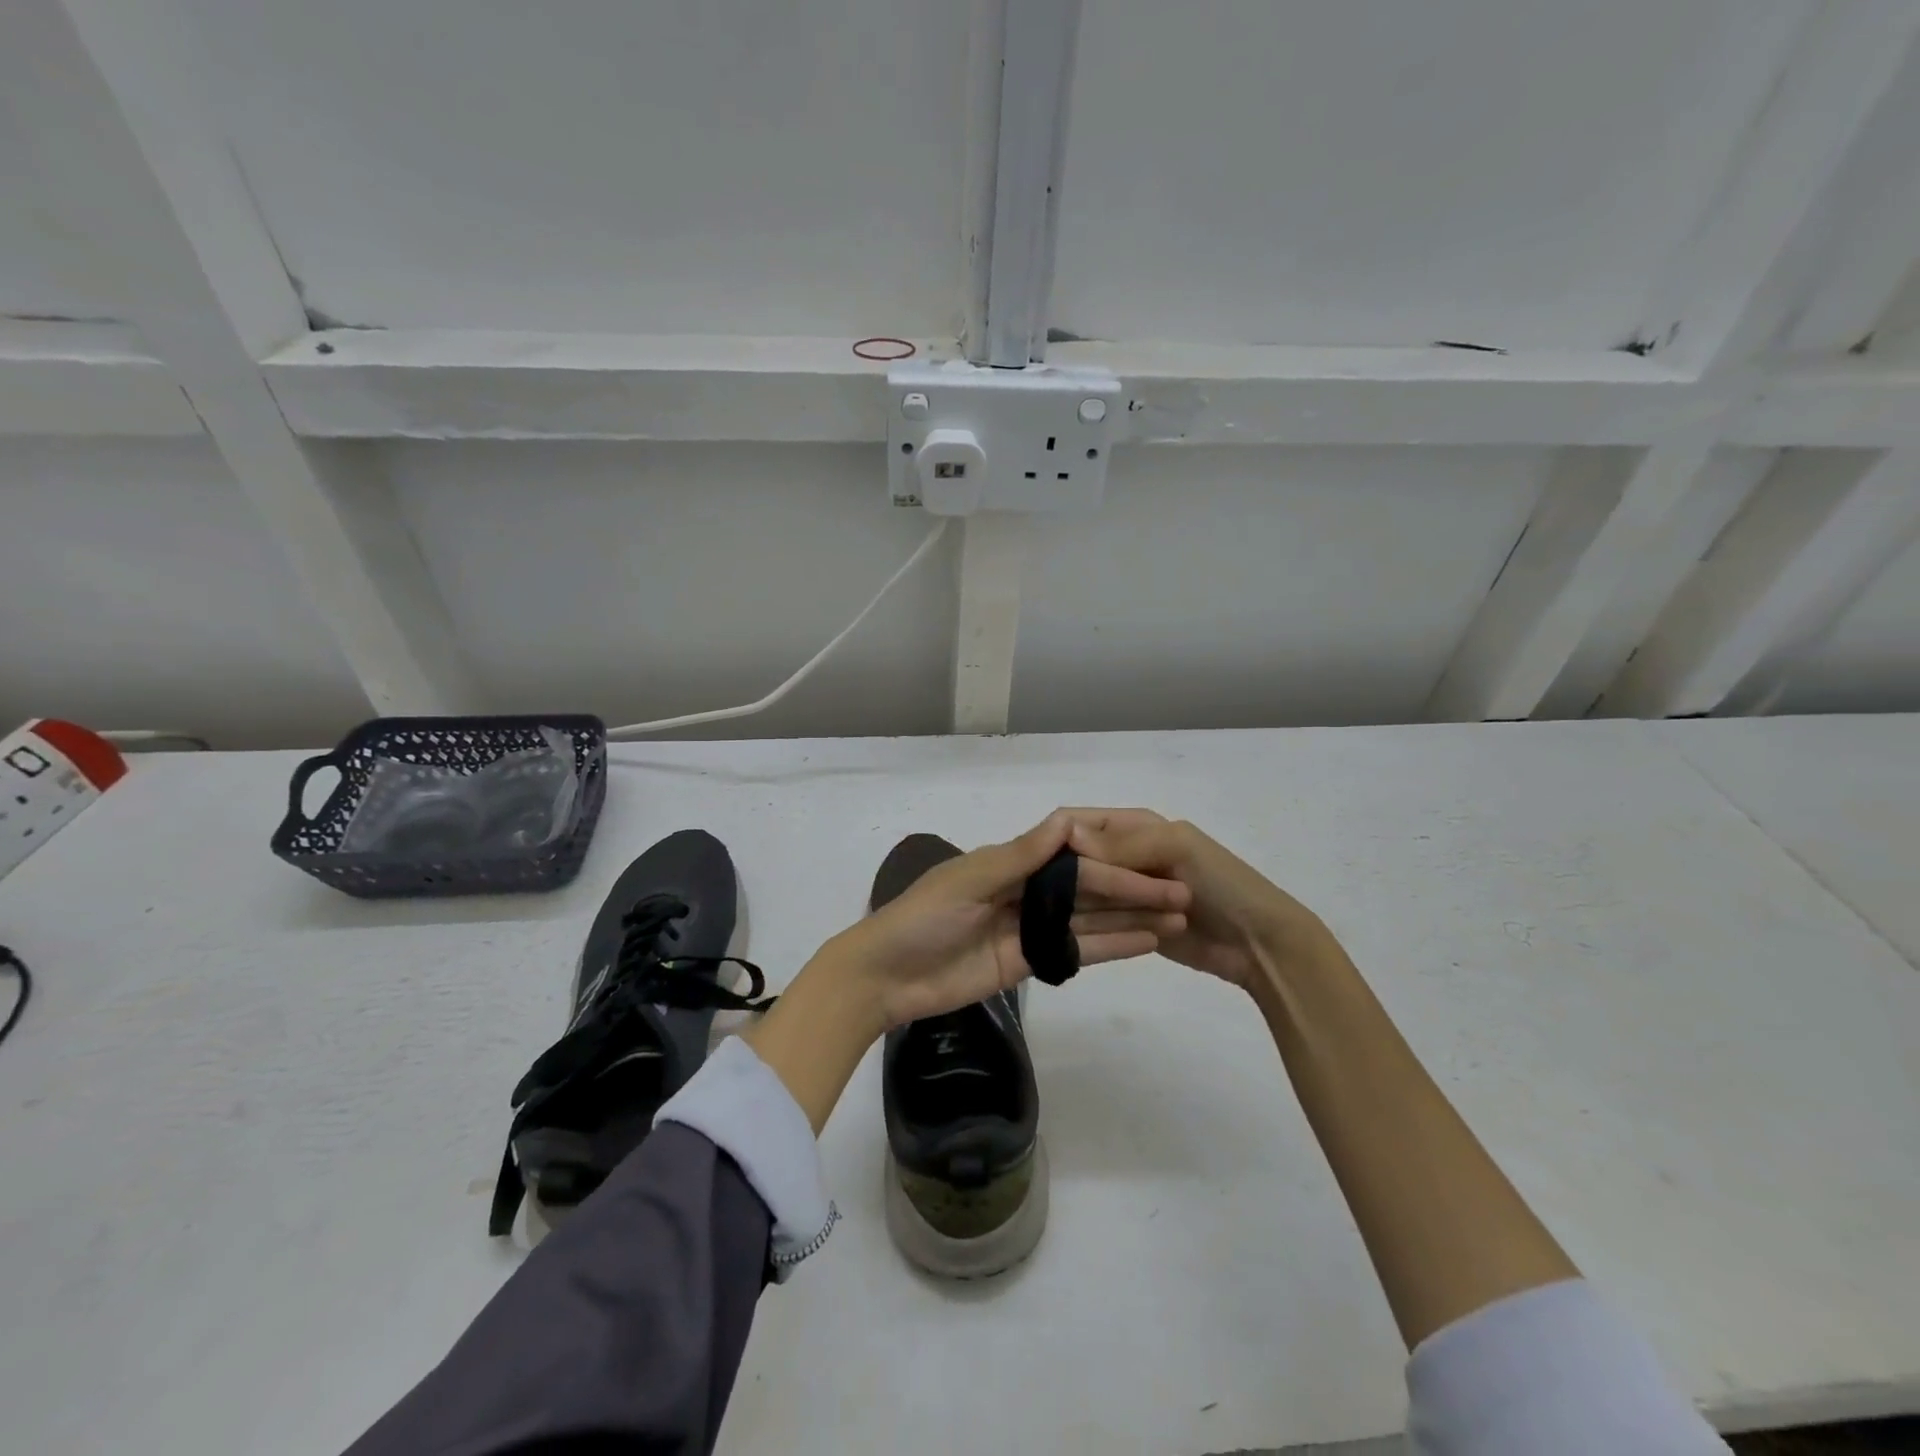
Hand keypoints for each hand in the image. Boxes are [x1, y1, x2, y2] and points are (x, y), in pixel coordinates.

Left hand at [839, 811, 1190, 1029]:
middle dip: (1134, 891)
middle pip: (1089, 889)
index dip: (1115, 861)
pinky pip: (1074, 952)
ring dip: (1131, 919)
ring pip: (1089, 920)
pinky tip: (1147, 943)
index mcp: (1010, 862)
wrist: (884, 978)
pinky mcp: (1027, 962)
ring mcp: (1028, 928)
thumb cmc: (921, 919)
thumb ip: (1020, 856)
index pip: (1074, 857)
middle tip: (1183, 896)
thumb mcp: (968, 883)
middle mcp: (1025, 890)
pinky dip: (1109, 947)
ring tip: (1177, 918)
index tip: (1156, 863)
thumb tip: (1067, 820)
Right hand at [1063, 809, 1337, 990]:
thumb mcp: (1177, 849)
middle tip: (1047, 897)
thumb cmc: (1223, 884)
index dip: (1058, 836)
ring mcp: (1124, 892)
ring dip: (1080, 904)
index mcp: (1134, 826)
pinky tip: (1080, 935)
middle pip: (1077, 858)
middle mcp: (1123, 855)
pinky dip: (1093, 927)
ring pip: (1084, 893)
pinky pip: (1099, 922)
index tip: (1035, 862)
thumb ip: (1123, 844)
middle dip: (1066, 875)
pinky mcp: (1128, 924)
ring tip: (1069, 918)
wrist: (1260, 943)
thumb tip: (1066, 836)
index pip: (1079, 822)